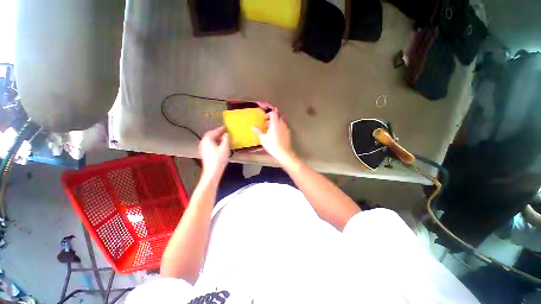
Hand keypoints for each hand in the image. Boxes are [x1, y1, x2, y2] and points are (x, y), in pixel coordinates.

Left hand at [199, 126, 229, 179]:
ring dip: (216, 137)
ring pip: (209, 139)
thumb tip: (226, 134)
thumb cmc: (219, 159)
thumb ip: (226, 139)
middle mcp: (203, 142)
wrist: (212, 171)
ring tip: (223, 138)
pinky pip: (209, 144)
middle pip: (210, 134)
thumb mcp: (225, 147)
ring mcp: (203, 148)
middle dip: (217, 133)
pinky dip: (214, 142)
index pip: (215, 131)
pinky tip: (219, 145)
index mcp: (207, 139)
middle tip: (225, 132)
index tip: (226, 127)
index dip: (221, 129)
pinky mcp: (204, 152)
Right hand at [253, 111, 291, 162]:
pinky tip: (276, 135)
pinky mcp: (288, 134)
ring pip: (281, 123)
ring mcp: (286, 128)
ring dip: (276, 124)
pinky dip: (279, 129)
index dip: (269, 114)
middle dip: (272, 120)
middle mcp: (281, 124)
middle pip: (277, 117)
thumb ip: (258, 131)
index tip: (264, 119)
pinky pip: (283, 128)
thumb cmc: (271, 144)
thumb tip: (253, 127)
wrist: (283, 152)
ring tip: (270, 131)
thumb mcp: (263, 138)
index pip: (273, 113)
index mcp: (275, 123)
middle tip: (266, 125)